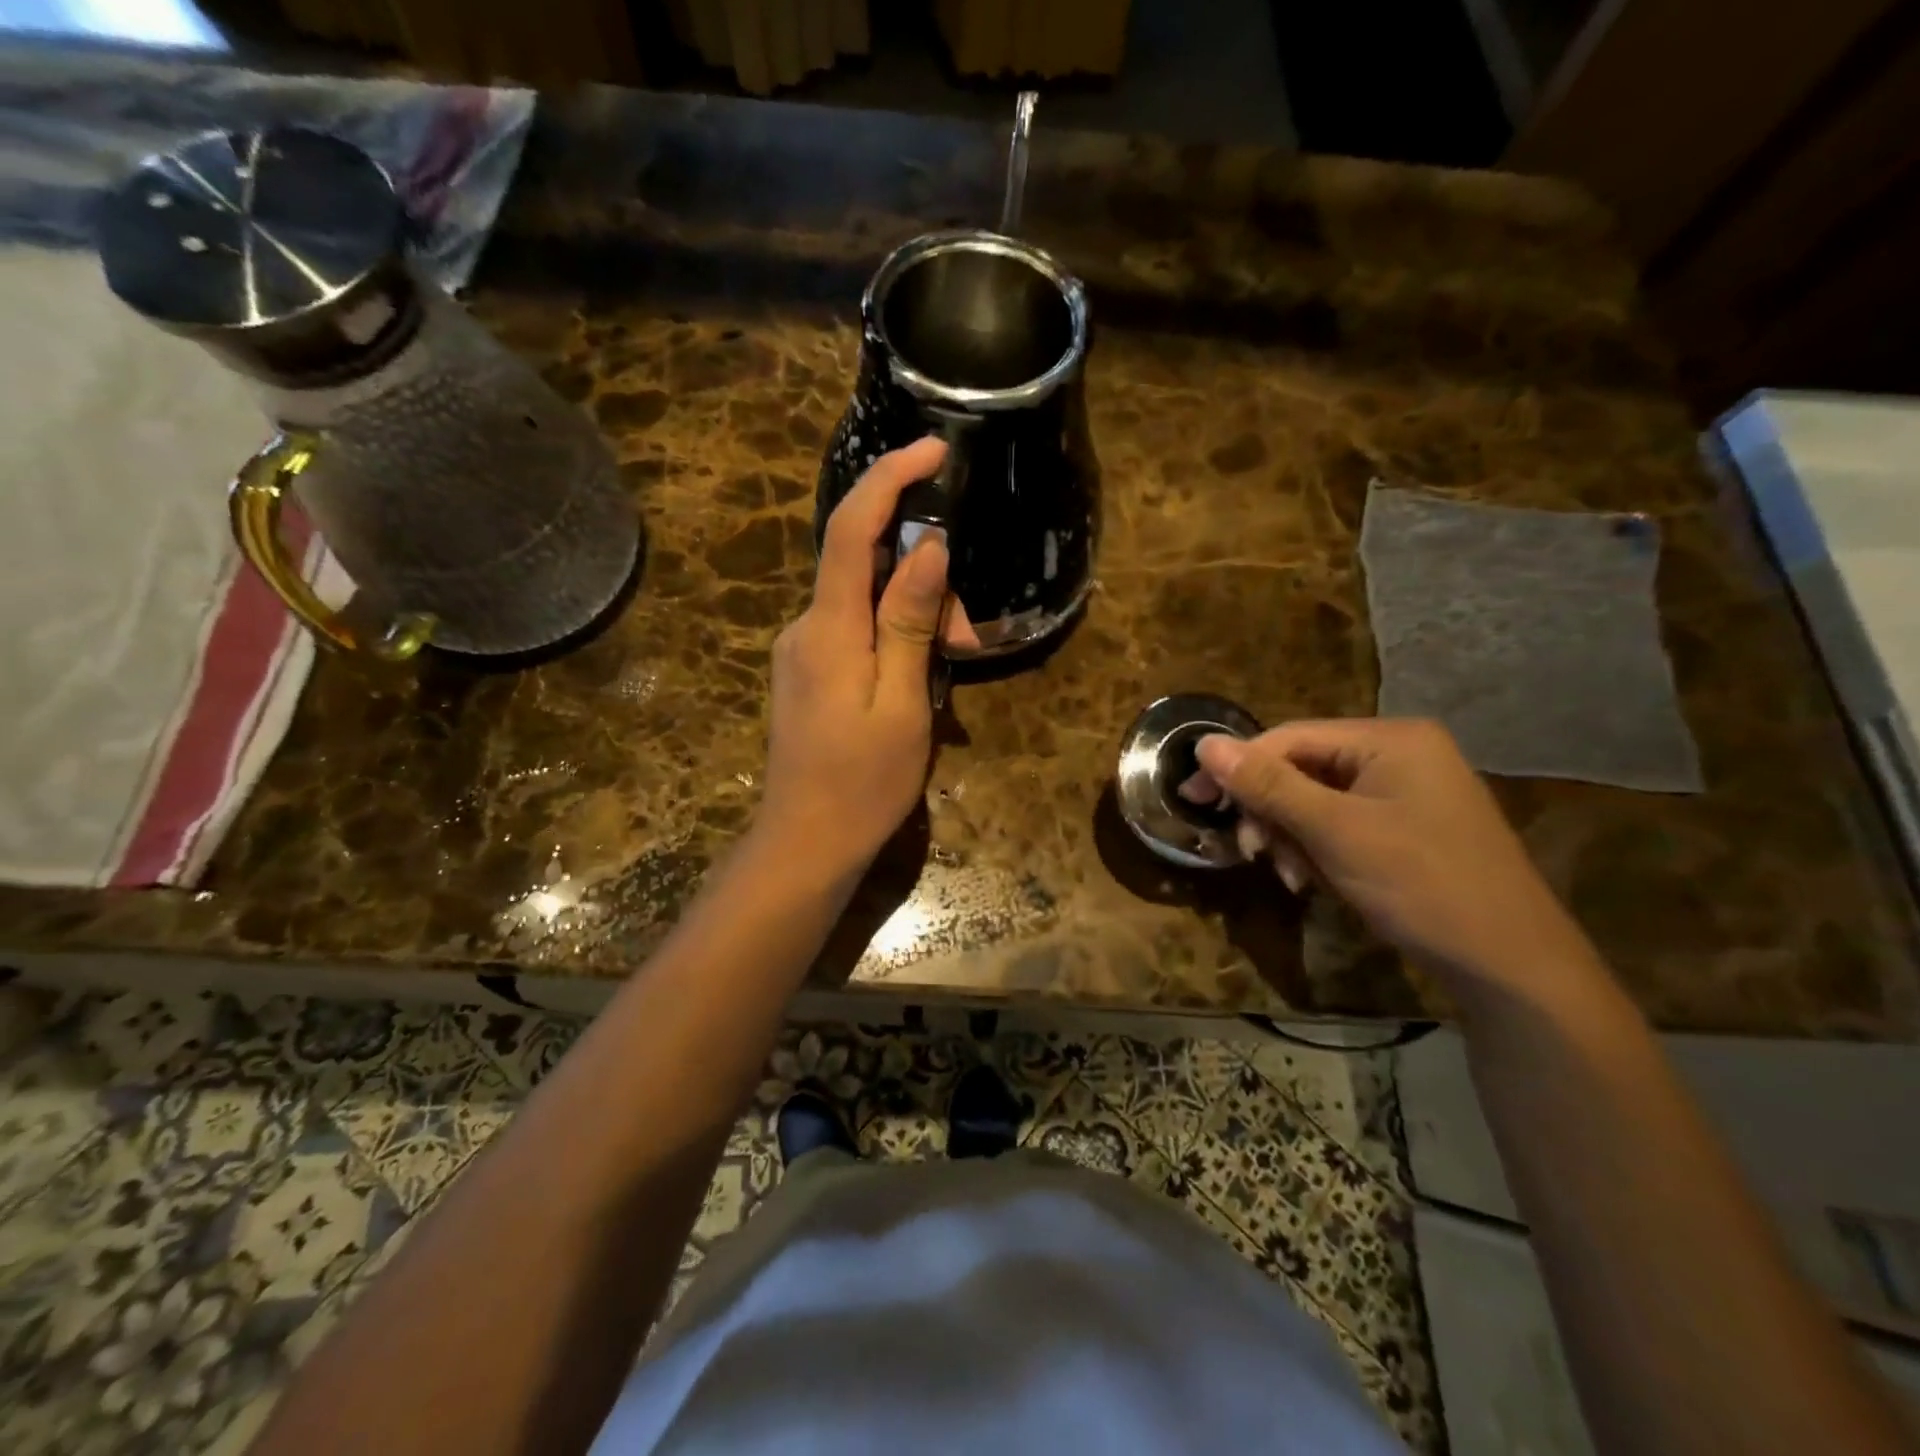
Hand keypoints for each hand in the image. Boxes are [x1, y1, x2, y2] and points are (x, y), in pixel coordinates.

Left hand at [757, 437, 955, 875]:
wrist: (806, 844)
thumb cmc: (863, 784)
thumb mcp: (903, 703)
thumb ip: (908, 621)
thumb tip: (927, 547)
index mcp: (828, 629)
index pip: (850, 528)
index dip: (889, 478)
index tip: (935, 450)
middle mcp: (806, 626)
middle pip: (866, 567)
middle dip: (926, 582)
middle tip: (970, 638)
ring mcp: (803, 650)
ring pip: (866, 602)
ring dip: (916, 619)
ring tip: (954, 667)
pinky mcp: (809, 672)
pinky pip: (856, 632)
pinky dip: (895, 640)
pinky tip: (921, 680)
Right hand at [1187, 718, 1595, 985]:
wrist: (1512, 966)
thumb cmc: (1422, 885)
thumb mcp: (1334, 832)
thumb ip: (1268, 785)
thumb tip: (1204, 743)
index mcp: (1391, 739)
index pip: (1291, 737)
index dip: (1238, 767)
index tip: (1195, 801)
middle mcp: (1400, 754)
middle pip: (1303, 768)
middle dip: (1271, 813)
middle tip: (1251, 853)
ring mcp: (1408, 792)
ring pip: (1317, 801)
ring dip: (1291, 836)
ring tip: (1291, 877)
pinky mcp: (1408, 827)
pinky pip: (1341, 824)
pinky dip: (1318, 849)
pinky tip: (1313, 881)